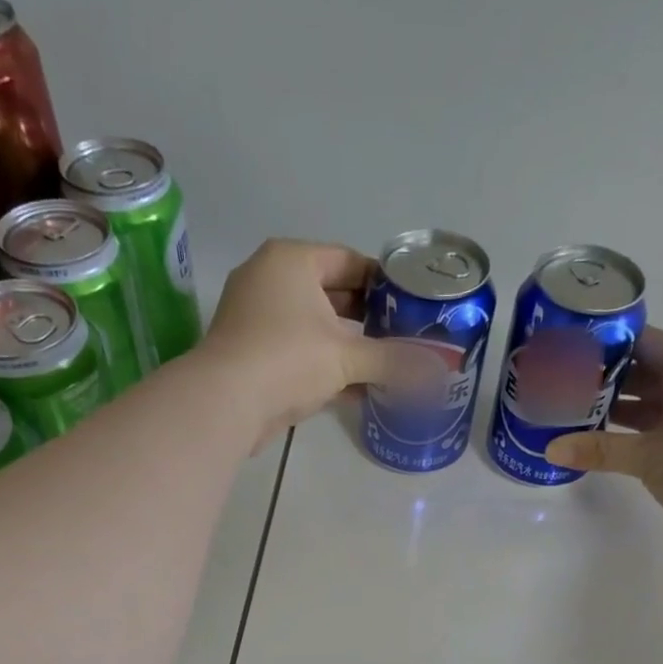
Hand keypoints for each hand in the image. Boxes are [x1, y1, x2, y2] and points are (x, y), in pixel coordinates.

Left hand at [200, 239, 434, 436]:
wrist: (225, 403)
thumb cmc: (287, 359)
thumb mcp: (347, 357)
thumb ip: (392, 361)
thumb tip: (437, 371)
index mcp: (291, 260)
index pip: (348, 260)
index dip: (383, 282)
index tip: (410, 305)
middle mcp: (270, 280)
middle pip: (332, 294)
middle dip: (367, 317)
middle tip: (402, 337)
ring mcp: (257, 319)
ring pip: (315, 328)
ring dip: (348, 347)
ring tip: (386, 364)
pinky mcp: (253, 356)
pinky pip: (299, 354)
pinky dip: (326, 368)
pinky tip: (358, 390)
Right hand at [544, 328, 662, 554]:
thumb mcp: (648, 456)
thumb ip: (599, 449)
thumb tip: (551, 448)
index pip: (644, 342)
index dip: (607, 343)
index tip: (570, 351)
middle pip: (644, 372)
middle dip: (604, 380)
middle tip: (562, 387)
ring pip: (650, 403)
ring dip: (615, 410)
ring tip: (572, 414)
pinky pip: (657, 429)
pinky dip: (631, 434)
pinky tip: (601, 443)